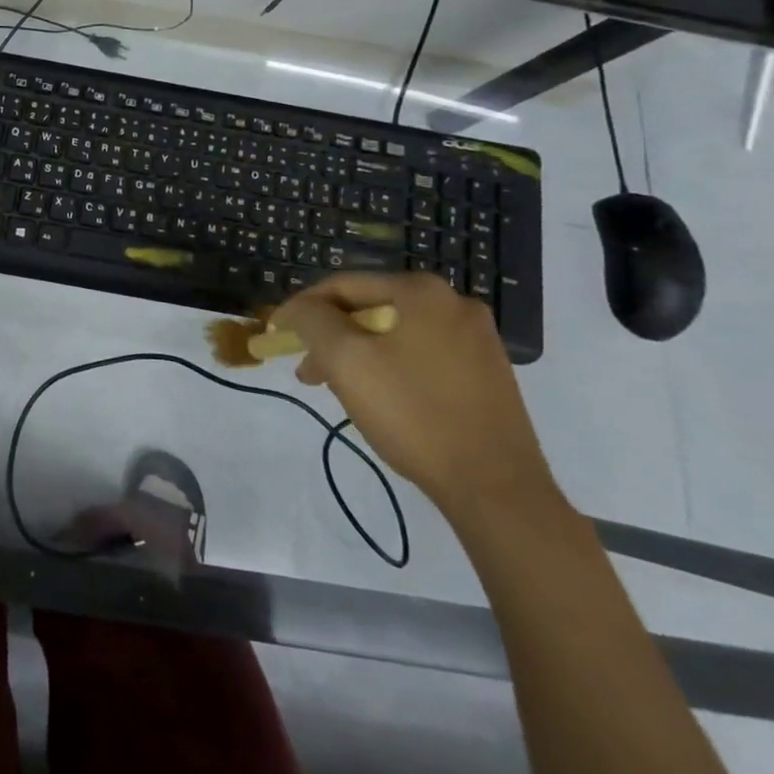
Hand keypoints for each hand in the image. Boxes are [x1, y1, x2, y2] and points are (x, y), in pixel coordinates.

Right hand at [271, 272, 557, 520]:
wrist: (497, 488)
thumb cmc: (413, 414)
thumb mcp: (345, 360)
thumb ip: (312, 320)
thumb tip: (299, 308)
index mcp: (422, 290)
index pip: (343, 285)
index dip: (302, 308)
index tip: (277, 335)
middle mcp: (454, 302)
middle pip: (371, 308)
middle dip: (331, 337)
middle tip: (308, 371)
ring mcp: (478, 339)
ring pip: (396, 334)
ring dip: (359, 354)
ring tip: (337, 389)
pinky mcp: (488, 373)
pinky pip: (422, 355)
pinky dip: (392, 368)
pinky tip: (380, 399)